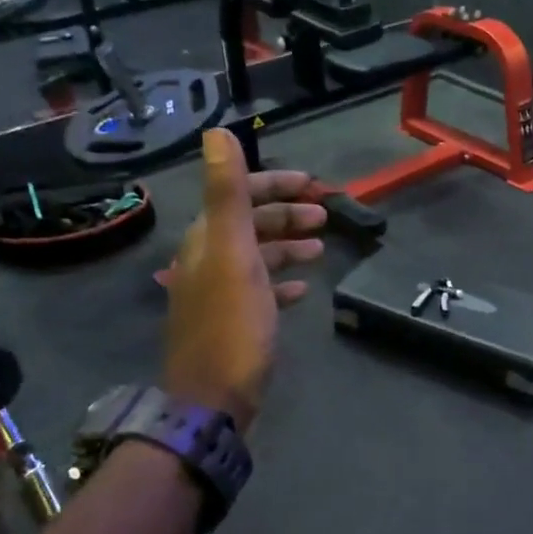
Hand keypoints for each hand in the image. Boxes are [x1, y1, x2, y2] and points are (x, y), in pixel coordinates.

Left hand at [161, 129, 325, 430]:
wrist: (213, 402)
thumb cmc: (231, 327)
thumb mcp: (234, 256)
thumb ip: (227, 195)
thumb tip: (216, 132)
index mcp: (207, 241)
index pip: (239, 195)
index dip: (275, 185)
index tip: (314, 186)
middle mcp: (208, 261)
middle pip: (250, 225)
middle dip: (287, 215)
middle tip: (325, 217)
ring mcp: (219, 294)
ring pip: (257, 257)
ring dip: (287, 247)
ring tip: (320, 250)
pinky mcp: (232, 323)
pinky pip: (261, 291)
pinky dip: (281, 282)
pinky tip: (303, 289)